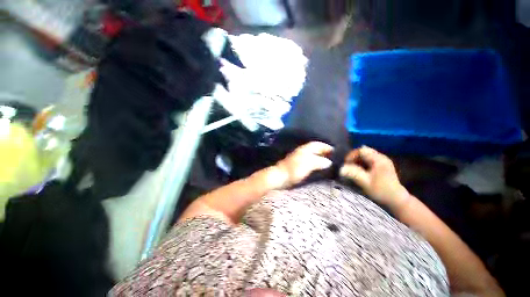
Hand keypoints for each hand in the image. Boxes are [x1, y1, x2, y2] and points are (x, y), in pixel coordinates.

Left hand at [273, 142, 333, 188]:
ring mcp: (299, 158)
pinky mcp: (297, 164)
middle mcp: (302, 151)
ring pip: (312, 155)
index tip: (335, 151)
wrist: (280, 176)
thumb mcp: (309, 164)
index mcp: (305, 149)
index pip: (318, 144)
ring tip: (328, 163)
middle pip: (315, 149)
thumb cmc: (295, 169)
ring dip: (320, 157)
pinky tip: (318, 167)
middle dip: (324, 152)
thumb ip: (319, 161)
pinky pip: (309, 161)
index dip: (326, 146)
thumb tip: (329, 161)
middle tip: (334, 157)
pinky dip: (315, 162)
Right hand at [340, 146, 409, 208]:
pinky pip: (369, 159)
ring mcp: (383, 161)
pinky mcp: (382, 165)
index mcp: (378, 160)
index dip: (352, 155)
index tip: (346, 164)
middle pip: (363, 151)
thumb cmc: (381, 191)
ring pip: (366, 155)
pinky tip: (360, 171)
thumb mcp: (366, 183)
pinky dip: (362, 163)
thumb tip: (341, 169)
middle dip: (354, 158)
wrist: (397, 199)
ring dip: (358, 161)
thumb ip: (353, 174)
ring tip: (353, 169)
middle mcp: (381, 157)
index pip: (361, 150)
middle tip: (348, 166)